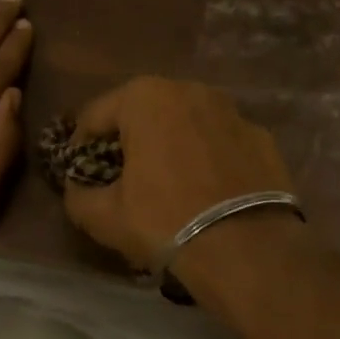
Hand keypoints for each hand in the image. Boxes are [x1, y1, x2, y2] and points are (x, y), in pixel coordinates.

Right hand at [62, 77, 295, 269]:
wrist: (247, 248)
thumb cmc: (165, 221)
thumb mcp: (104, 217)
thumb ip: (78, 195)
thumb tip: (76, 188)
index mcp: (145, 97)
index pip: (95, 115)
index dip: (80, 145)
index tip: (79, 172)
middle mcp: (190, 90)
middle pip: (144, 112)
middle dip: (129, 139)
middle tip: (122, 176)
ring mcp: (232, 110)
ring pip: (186, 123)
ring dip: (171, 144)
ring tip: (168, 182)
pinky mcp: (263, 137)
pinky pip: (221, 142)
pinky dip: (209, 157)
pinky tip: (208, 190)